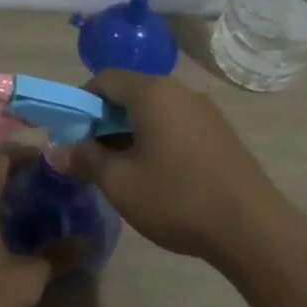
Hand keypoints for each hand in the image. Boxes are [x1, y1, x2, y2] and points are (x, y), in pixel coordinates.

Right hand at [57, 71, 289, 263]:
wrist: (250, 227)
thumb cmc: (176, 198)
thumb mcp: (119, 182)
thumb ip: (84, 160)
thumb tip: (55, 150)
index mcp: (152, 92)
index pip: (105, 79)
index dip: (81, 102)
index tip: (70, 134)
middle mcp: (180, 91)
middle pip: (130, 93)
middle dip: (104, 121)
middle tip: (90, 156)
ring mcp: (204, 110)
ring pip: (154, 111)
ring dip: (130, 132)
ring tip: (121, 170)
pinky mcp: (220, 132)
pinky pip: (176, 124)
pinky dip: (156, 139)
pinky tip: (155, 174)